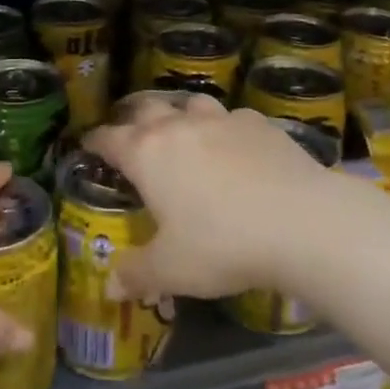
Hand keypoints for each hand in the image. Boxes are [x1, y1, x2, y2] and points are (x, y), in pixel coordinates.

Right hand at [84, 95, 329, 301]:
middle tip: (133, 136)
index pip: (110, 138)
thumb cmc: (222, 245)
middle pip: (147, 108)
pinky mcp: (258, 122)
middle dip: (135, 119)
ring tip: (184, 133)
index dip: (96, 142)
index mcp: (147, 154)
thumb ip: (137, 273)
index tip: (89, 146)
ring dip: (181, 114)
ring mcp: (221, 118)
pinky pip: (232, 117)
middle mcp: (180, 125)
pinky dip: (225, 128)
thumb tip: (110, 285)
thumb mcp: (172, 270)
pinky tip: (235, 147)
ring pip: (191, 103)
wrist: (300, 220)